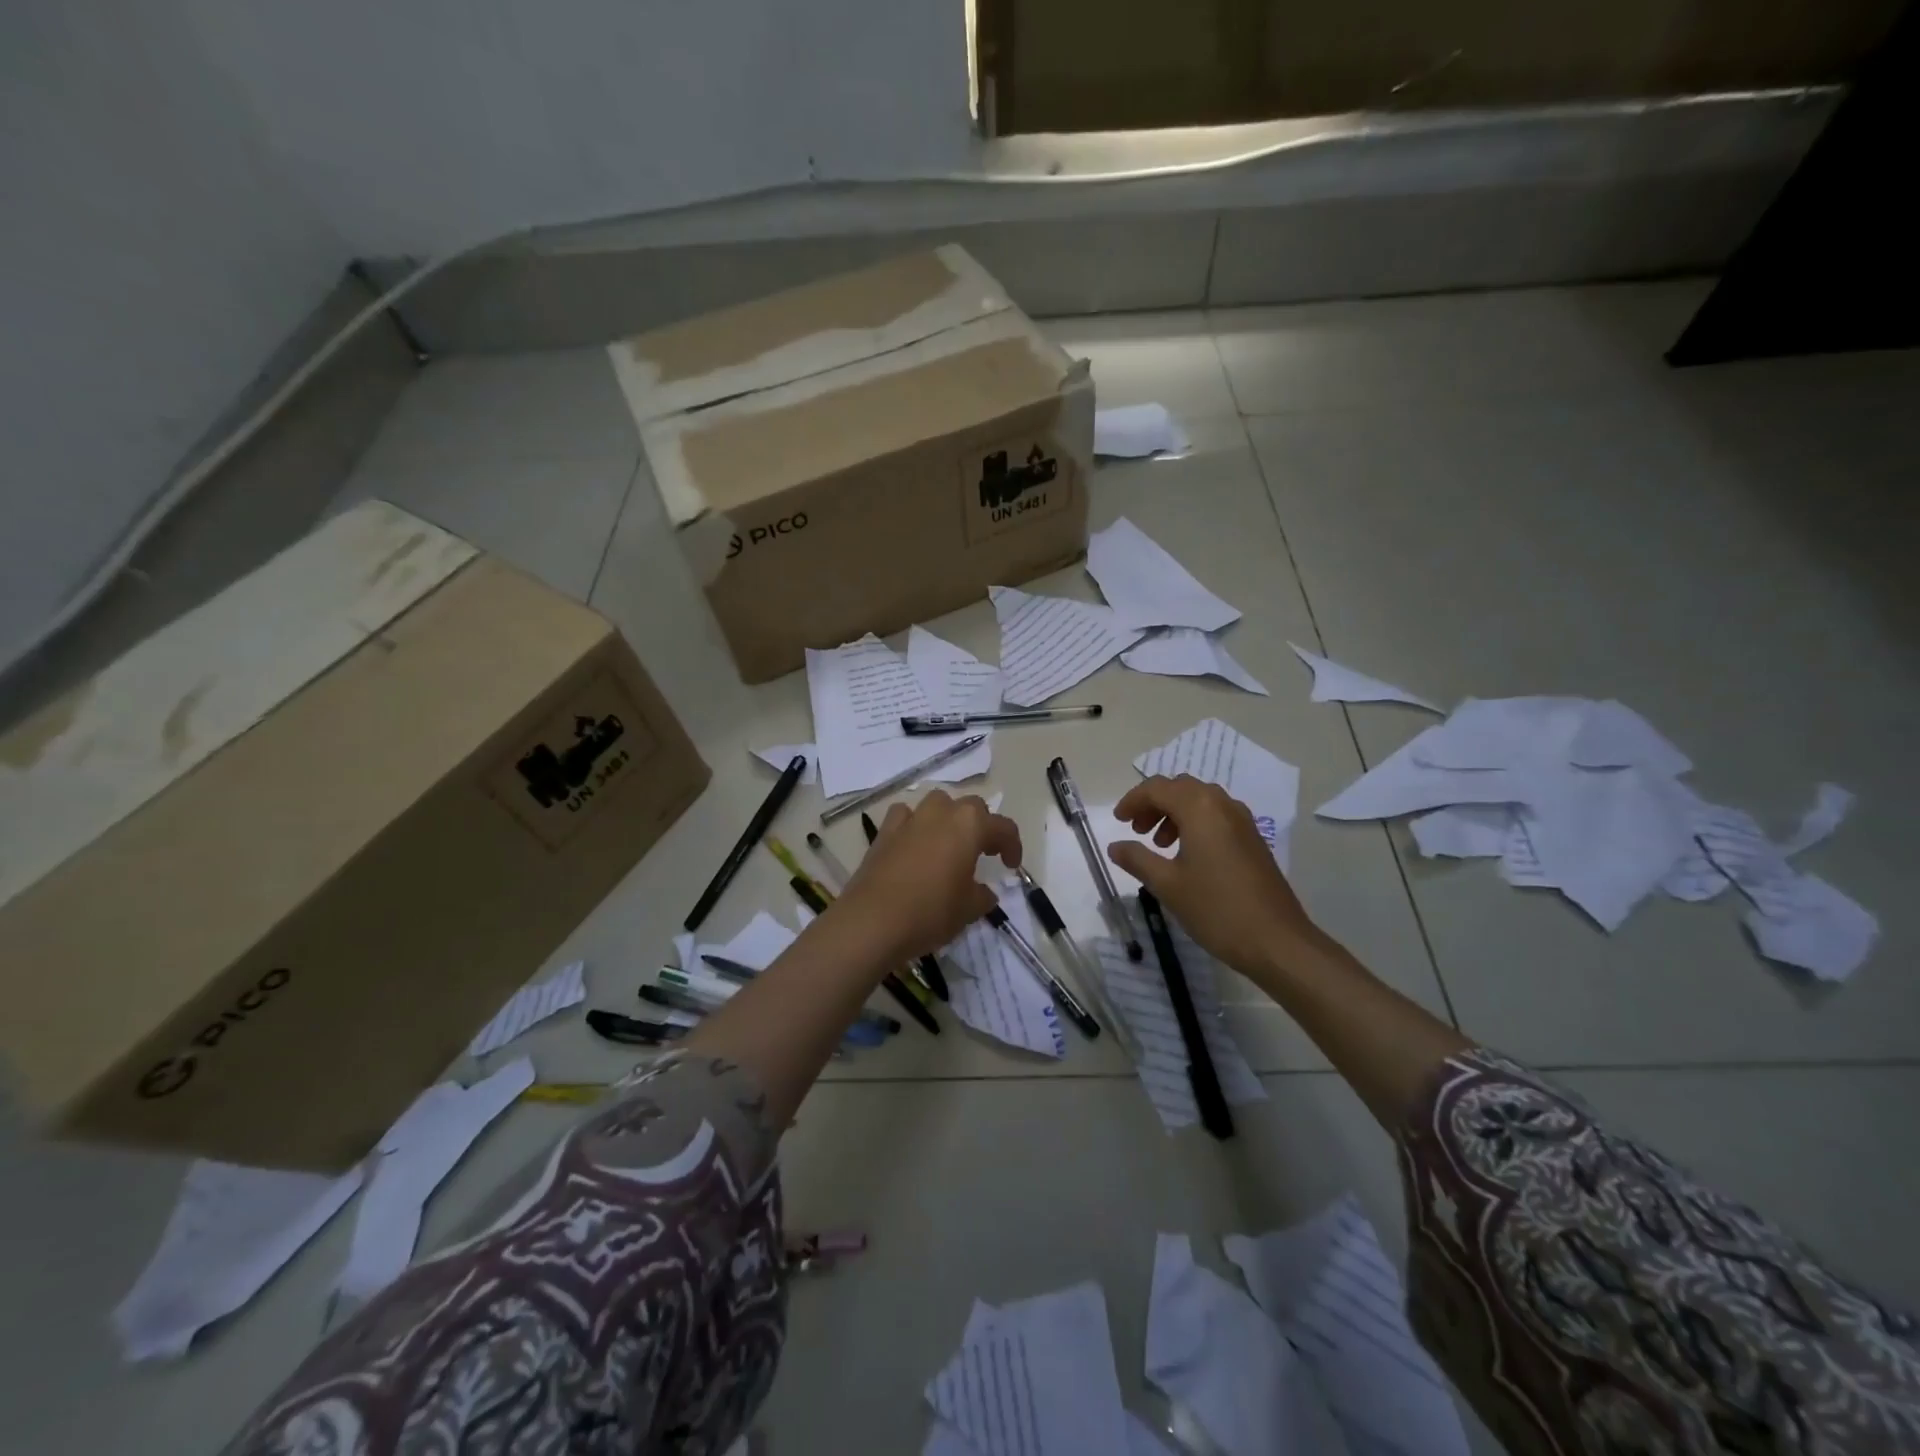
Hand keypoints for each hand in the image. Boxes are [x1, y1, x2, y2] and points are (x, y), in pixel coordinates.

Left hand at [830, 791, 1022, 966]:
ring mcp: (910, 818)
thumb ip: (982, 896)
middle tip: (983, 852)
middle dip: (982, 826)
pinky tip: (914, 843)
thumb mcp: (968, 910)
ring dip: (948, 818)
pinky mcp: (884, 831)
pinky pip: (906, 816)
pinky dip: (914, 824)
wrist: (872, 921)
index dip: (1012, 846)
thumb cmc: (930, 913)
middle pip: (971, 807)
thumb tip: (984, 892)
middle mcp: (941, 812)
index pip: (1003, 827)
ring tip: (949, 844)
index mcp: (970, 825)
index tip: (1011, 866)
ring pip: (937, 804)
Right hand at [1108, 775, 1320, 982]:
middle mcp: (1222, 805)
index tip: (1118, 821)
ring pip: (1199, 801)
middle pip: (1180, 788)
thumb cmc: (1216, 908)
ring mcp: (1242, 821)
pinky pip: (1216, 816)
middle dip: (1153, 804)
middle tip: (1136, 831)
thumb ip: (1137, 859)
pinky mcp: (1252, 839)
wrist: (1276, 941)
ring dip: (1174, 813)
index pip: (1157, 788)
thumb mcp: (1167, 885)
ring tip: (1159, 845)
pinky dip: (1194, 824)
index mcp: (1200, 808)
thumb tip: (1115, 846)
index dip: (1133, 801)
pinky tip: (1187, 856)